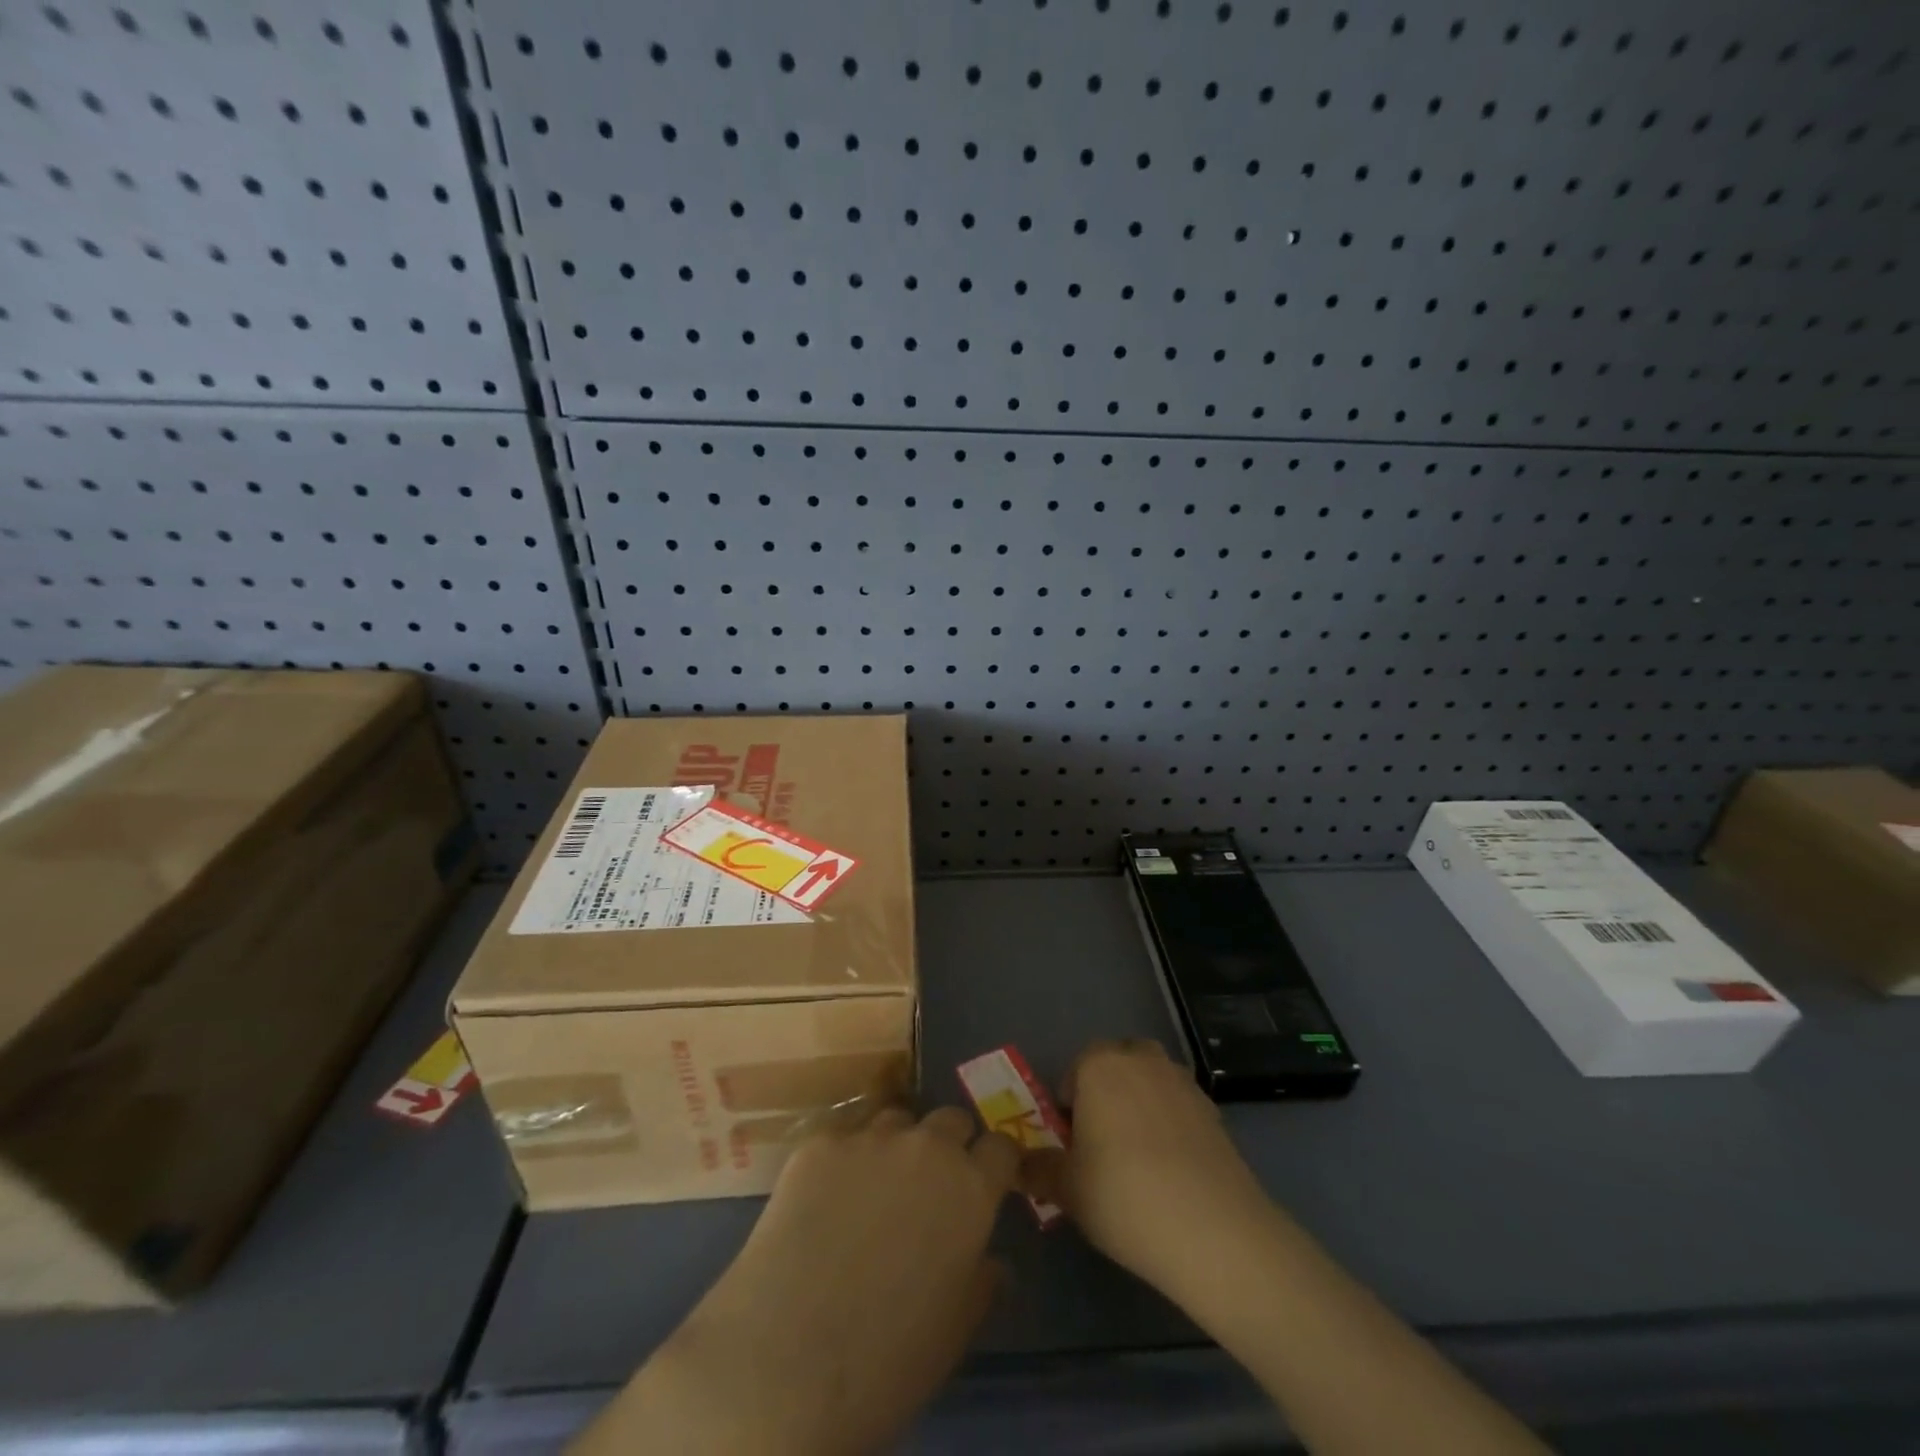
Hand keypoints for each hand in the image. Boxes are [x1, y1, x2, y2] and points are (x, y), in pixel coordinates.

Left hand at [595, 1106, 1017, 1455]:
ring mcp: (870, 1138)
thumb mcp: (955, 1331)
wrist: (788, 1360)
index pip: (1001, 1146)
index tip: (989, 1180)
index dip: (996, 1162)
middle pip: (950, 1119)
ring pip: (896, 1120)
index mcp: (970, 1188)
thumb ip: (982, 1283)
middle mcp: (926, 1147)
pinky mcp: (819, 1143)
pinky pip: (844, 1136)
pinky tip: (825, 1196)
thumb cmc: (888, 1360)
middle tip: (929, 1184)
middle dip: (948, 1144)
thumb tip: (993, 1262)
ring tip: (874, 1186)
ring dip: (896, 1144)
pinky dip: (844, 1158)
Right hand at [1028, 1039, 1272, 1302]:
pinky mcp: (1214, 1111)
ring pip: (1150, 1083)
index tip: (1071, 1145)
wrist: (1215, 1231)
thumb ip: (1037, 1168)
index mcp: (1100, 1065)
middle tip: (1101, 1145)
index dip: (1068, 1106)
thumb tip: (1017, 1162)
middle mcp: (1142, 1060)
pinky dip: (1171, 1126)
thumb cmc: (1124, 1197)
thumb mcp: (1066, 1189)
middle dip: (1106, 1095)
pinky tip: (1172, 1173)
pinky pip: (1179, 1107)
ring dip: (1140, 1106)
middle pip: (1116, 1066)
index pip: (1074, 1070)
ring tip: (1138, 1160)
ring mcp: (1183, 1082)